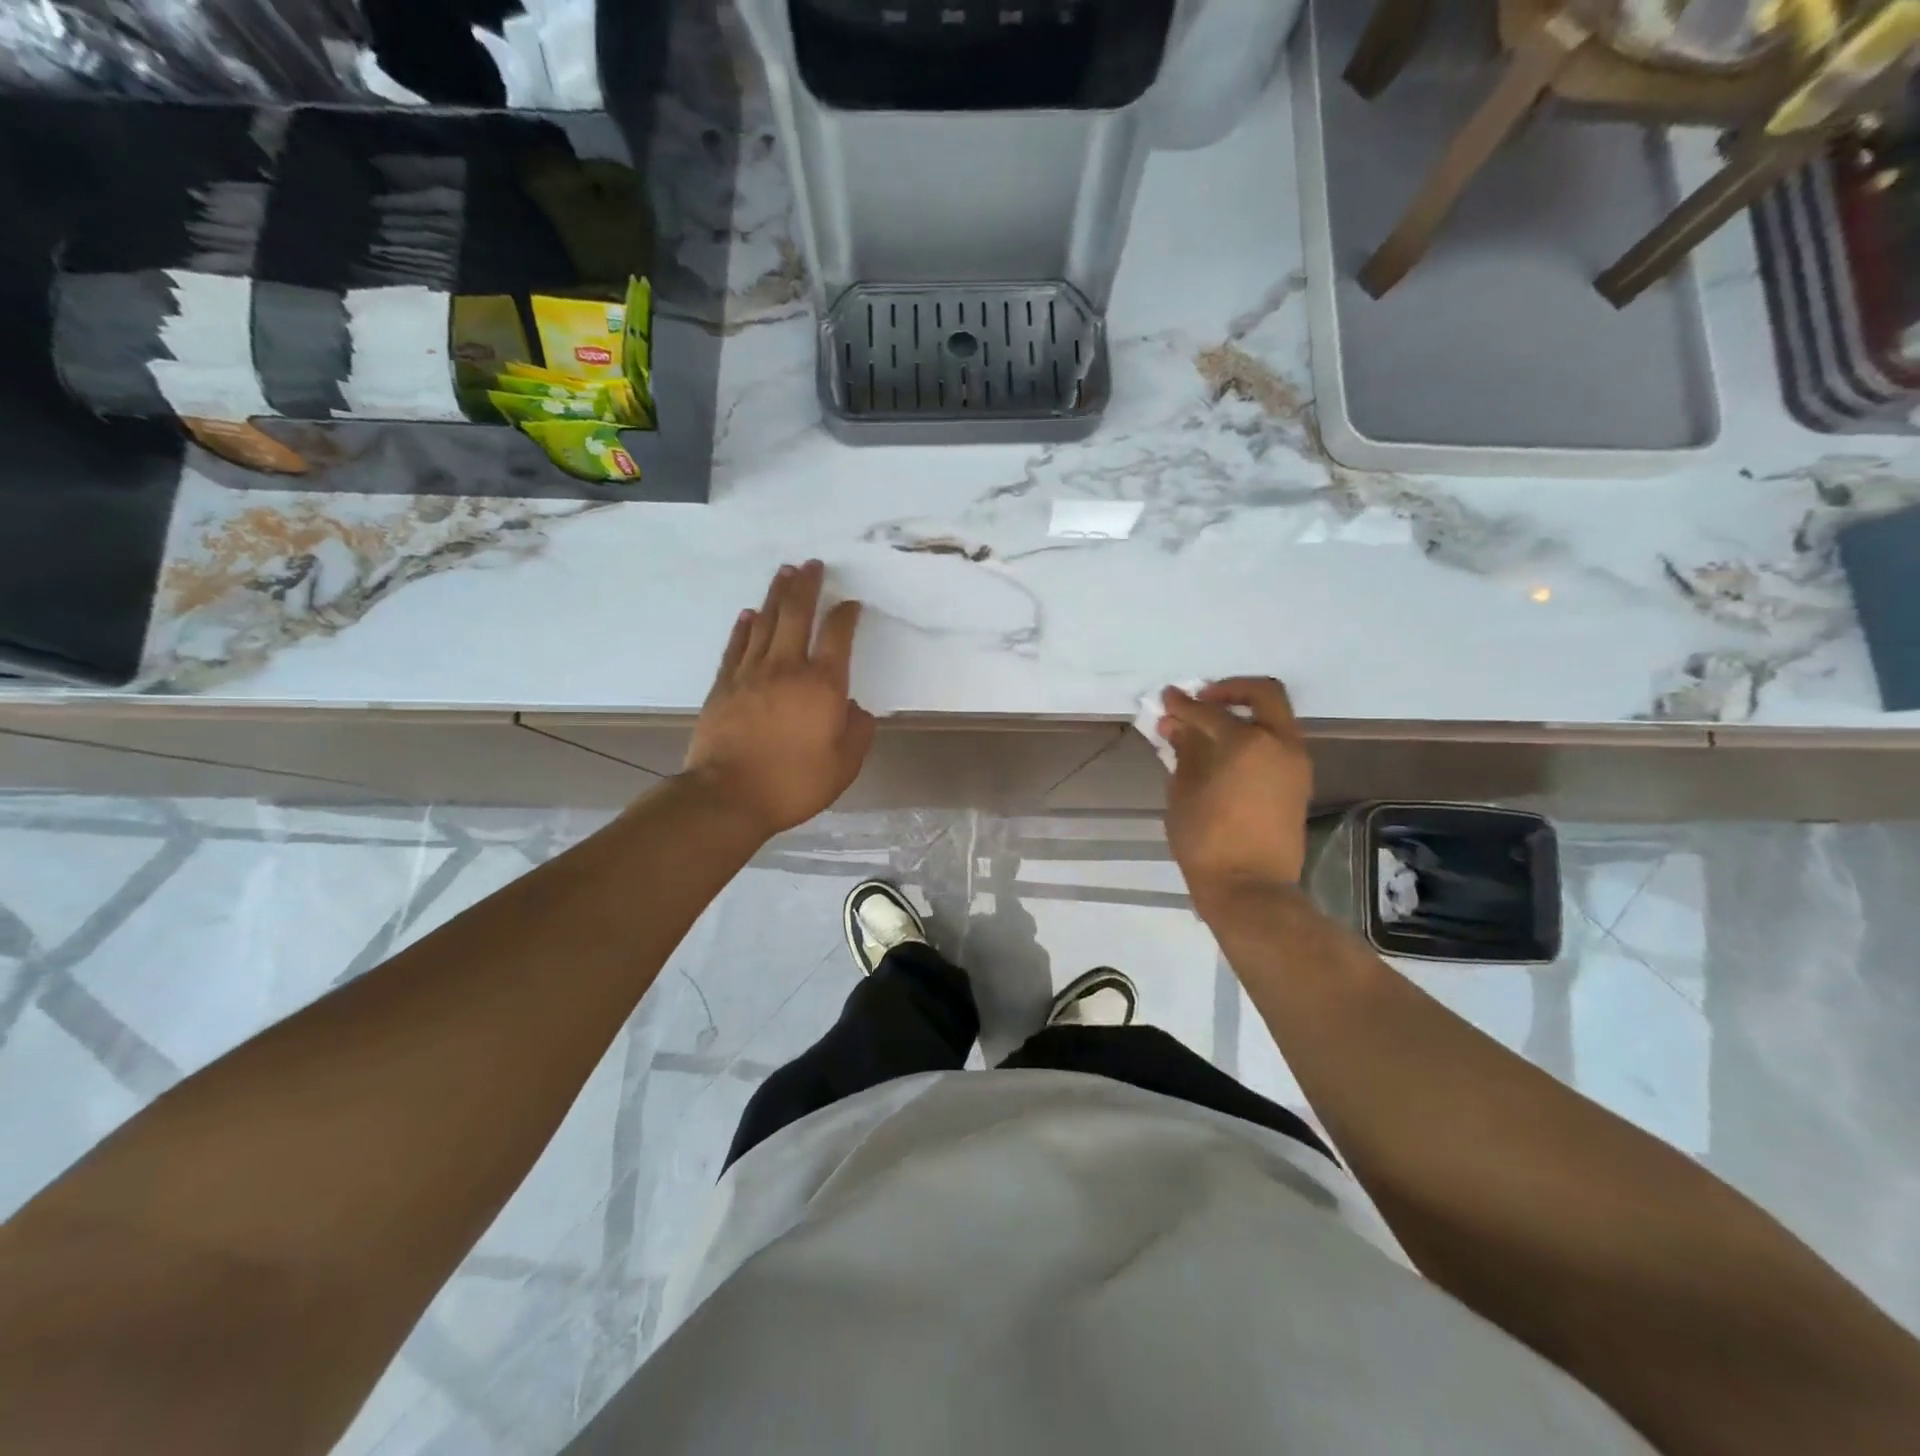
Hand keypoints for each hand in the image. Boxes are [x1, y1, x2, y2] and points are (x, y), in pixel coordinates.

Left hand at [683, 560, 875, 837]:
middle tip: (813, 564)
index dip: (845, 615)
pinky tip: (749, 614)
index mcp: (822, 685)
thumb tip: (856, 707)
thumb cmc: (794, 783)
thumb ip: (858, 732)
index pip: (837, 636)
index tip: (851, 604)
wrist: (728, 796)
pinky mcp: (724, 685)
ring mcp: (751, 673)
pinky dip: (744, 626)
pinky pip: (736, 645)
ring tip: (785, 573)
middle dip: (807, 586)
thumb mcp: (844, 765)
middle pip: (796, 614)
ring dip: (776, 595)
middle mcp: (787, 668)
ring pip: (764, 622)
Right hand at [1160, 677, 1313, 908]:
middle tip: (1203, 700)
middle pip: (1264, 695)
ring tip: (1209, 731)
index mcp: (1248, 743)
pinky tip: (1225, 755)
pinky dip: (1254, 738)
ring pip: (1275, 719)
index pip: (1210, 712)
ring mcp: (1295, 764)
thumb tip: (1178, 727)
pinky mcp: (1298, 784)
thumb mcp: (1184, 793)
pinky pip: (1277, 744)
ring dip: (1245, 715)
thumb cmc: (1207, 840)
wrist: (1250, 888)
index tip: (1167, 698)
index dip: (1183, 704)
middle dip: (1231, 690)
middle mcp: (1280, 744)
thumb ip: (1184, 752)